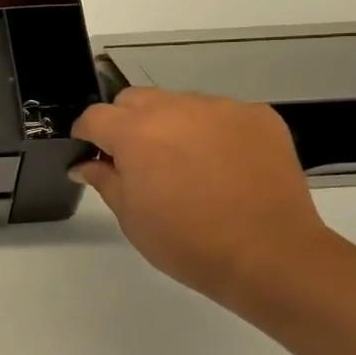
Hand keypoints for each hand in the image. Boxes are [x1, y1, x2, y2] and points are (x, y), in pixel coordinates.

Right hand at [72, 88, 334, 311]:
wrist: (270, 255)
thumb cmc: (189, 243)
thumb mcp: (132, 218)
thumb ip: (104, 180)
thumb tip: (85, 164)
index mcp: (136, 133)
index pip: (95, 116)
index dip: (87, 134)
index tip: (91, 153)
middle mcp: (176, 108)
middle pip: (135, 99)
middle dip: (127, 122)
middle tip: (139, 160)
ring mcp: (221, 108)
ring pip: (180, 103)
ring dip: (172, 125)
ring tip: (189, 165)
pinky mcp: (258, 116)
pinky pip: (221, 114)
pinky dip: (213, 132)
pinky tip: (225, 166)